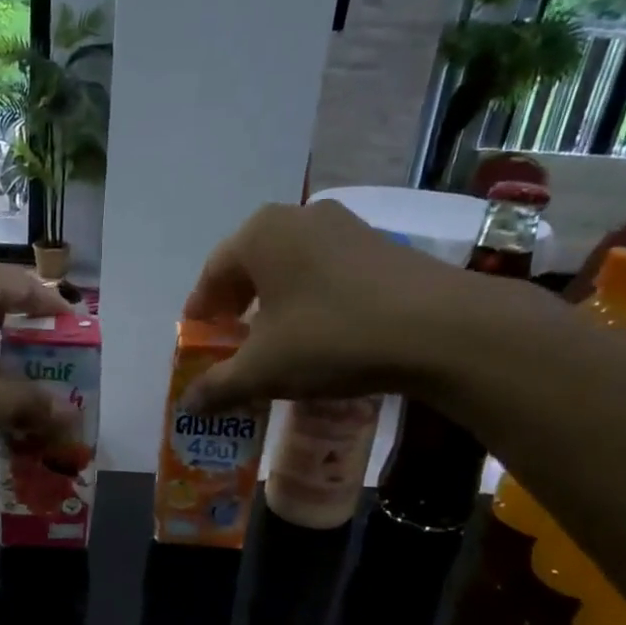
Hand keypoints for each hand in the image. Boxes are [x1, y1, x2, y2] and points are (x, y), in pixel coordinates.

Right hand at [180, 200, 526, 411]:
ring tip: (273, 344)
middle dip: (236, 308)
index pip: (212, 274)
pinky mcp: (379, 247)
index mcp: (260, 234)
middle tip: (230, 344)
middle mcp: (299, 217)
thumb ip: (218, 386)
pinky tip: (318, 335)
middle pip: (251, 267)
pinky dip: (309, 302)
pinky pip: (325, 273)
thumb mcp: (263, 369)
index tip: (196, 341)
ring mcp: (344, 227)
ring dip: (273, 306)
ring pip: (290, 269)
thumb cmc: (331, 338)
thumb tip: (187, 406)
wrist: (438, 328)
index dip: (199, 313)